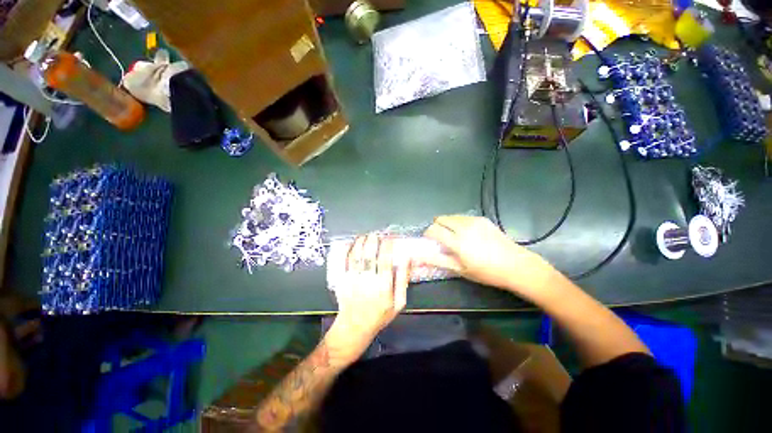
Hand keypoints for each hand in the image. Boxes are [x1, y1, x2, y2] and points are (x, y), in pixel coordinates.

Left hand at [326, 234, 410, 363]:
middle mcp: (368, 281)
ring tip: (365, 236)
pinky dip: (347, 250)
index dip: (387, 246)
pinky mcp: (342, 281)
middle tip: (376, 234)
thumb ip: (403, 280)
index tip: (389, 238)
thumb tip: (407, 259)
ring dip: (361, 243)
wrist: (355, 327)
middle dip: (373, 241)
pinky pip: (343, 262)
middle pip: (370, 255)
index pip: (386, 261)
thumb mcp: (399, 303)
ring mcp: (353, 280)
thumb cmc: (380, 315)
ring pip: (356, 256)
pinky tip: (351, 243)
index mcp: (383, 287)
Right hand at [420, 215, 555, 297]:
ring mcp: (474, 221)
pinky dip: (458, 222)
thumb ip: (438, 260)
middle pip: (441, 219)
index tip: (429, 240)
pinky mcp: (482, 219)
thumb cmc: (486, 272)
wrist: (515, 265)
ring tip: (454, 236)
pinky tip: (467, 233)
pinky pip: (463, 217)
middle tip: (441, 238)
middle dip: (436, 226)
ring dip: (447, 224)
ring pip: (451, 216)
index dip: (428, 234)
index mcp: (457, 241)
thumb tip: (419, 257)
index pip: (433, 230)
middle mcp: (464, 227)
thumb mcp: (459, 269)